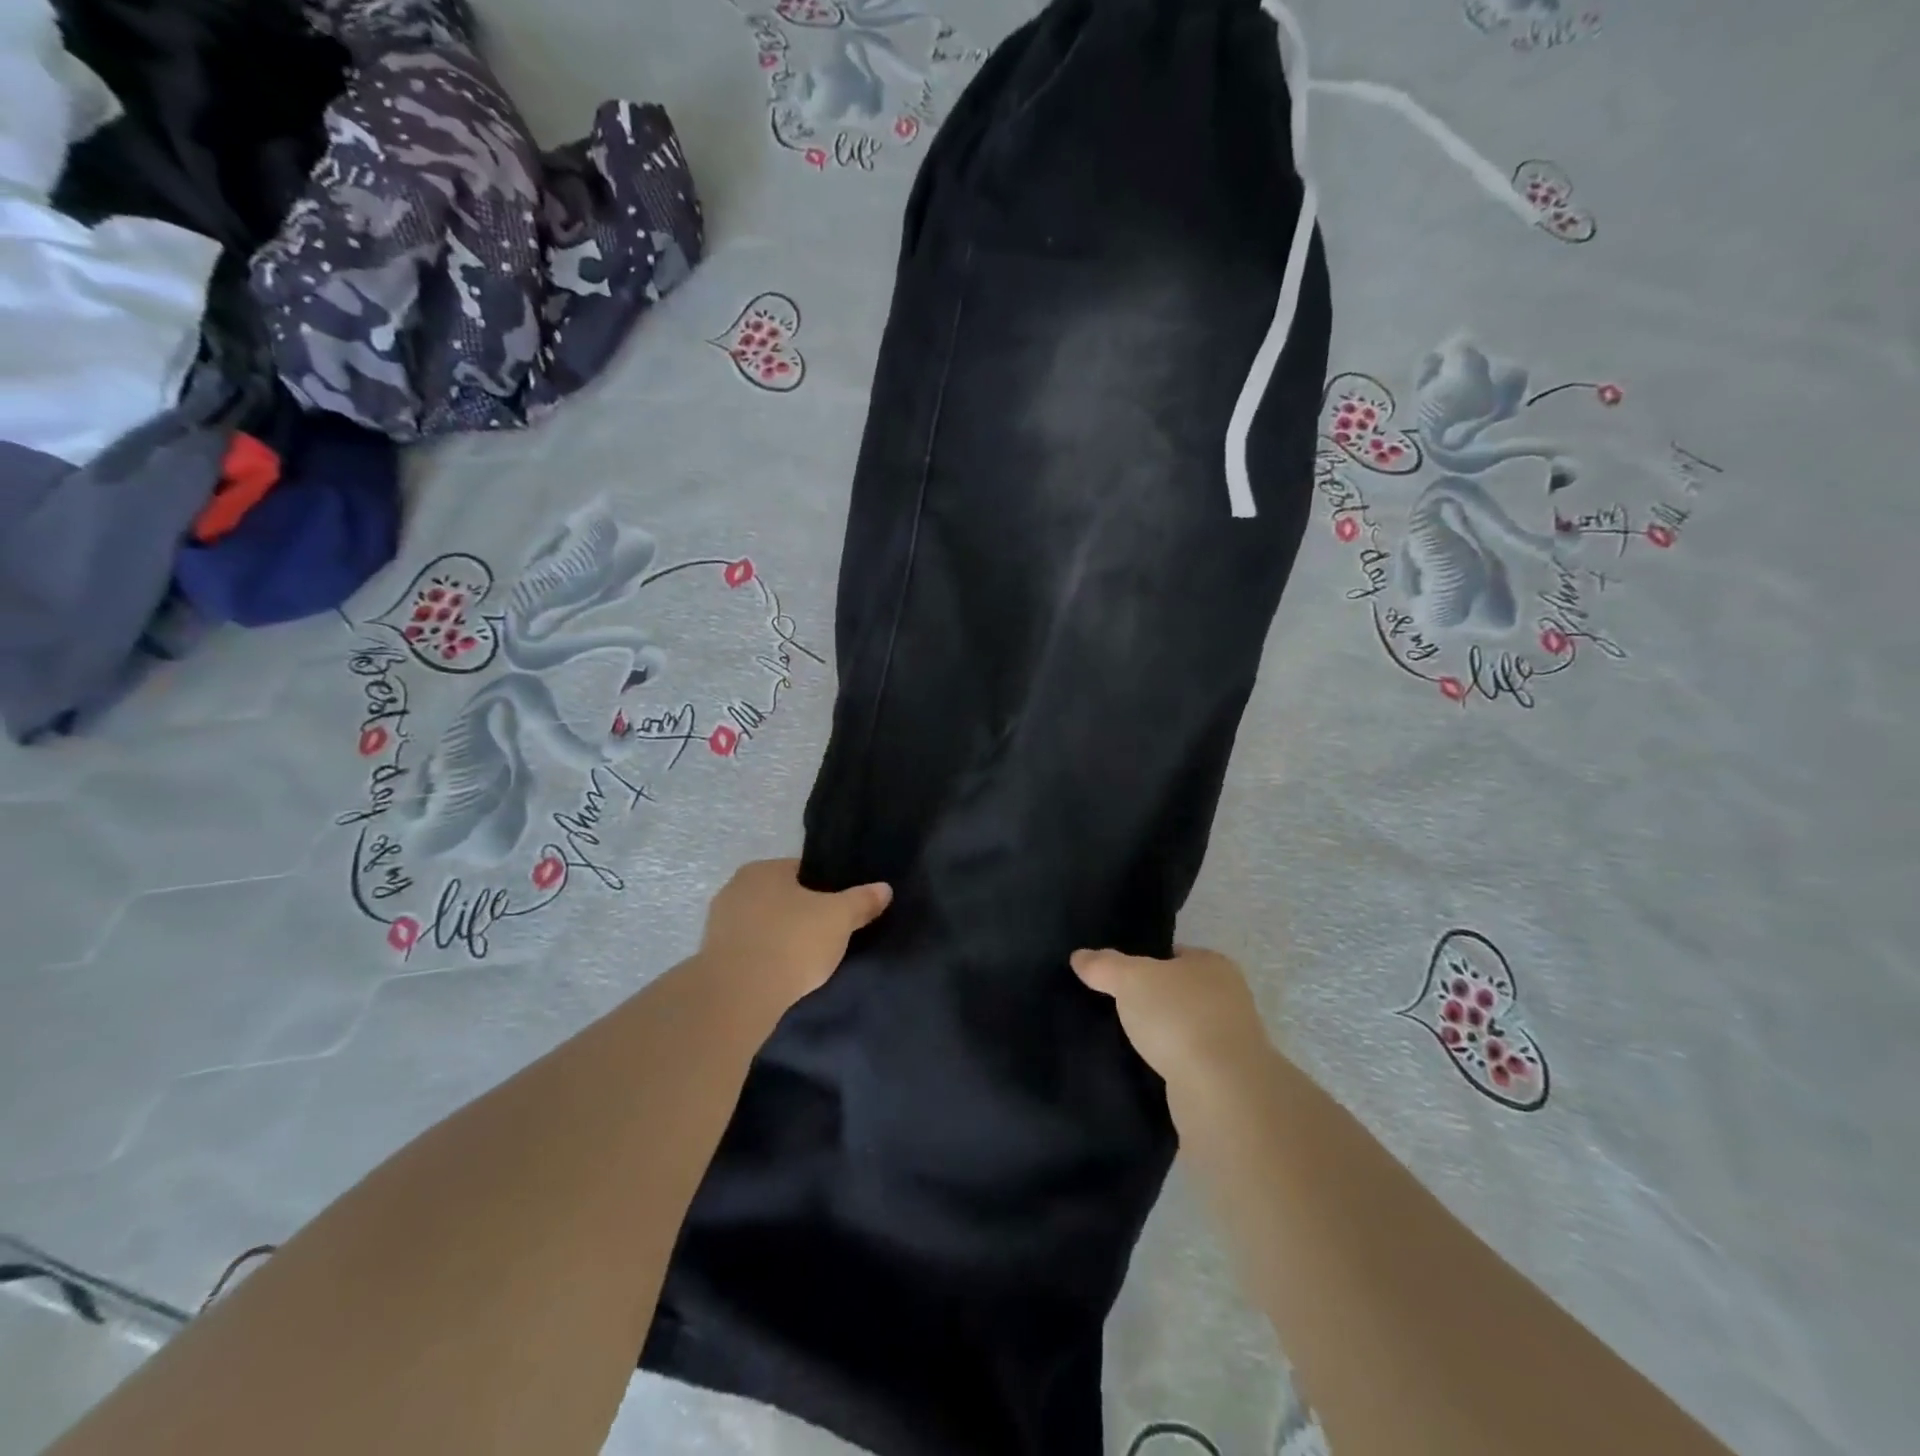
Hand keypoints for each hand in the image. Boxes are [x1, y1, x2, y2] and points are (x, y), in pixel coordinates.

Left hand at [696, 859, 890, 1018]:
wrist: (737, 996)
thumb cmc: (791, 942)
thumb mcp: (839, 919)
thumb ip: (862, 901)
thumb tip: (884, 888)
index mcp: (763, 870)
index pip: (802, 871)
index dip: (826, 889)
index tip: (840, 911)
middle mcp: (735, 888)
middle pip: (781, 897)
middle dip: (802, 914)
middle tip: (827, 936)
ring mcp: (718, 924)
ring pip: (763, 925)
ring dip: (781, 938)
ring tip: (806, 961)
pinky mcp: (711, 957)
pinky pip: (749, 951)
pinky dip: (765, 959)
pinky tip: (781, 976)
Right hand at [1070, 945, 1271, 1092]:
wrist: (1221, 1091)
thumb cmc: (1179, 1017)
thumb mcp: (1131, 980)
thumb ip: (1105, 966)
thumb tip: (1080, 956)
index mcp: (1214, 964)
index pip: (1175, 954)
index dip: (1146, 962)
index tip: (1118, 977)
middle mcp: (1229, 998)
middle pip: (1180, 992)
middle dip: (1152, 1001)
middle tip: (1116, 1009)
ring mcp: (1232, 1041)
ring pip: (1184, 1029)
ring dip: (1162, 1036)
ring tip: (1125, 1041)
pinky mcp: (1226, 1079)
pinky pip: (1188, 1063)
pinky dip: (1169, 1064)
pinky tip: (1145, 1069)